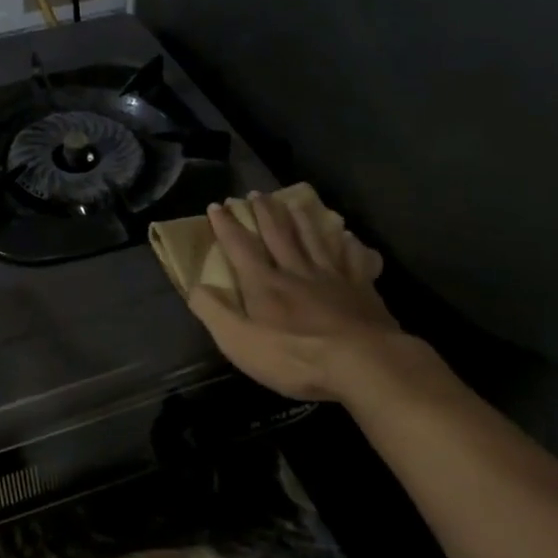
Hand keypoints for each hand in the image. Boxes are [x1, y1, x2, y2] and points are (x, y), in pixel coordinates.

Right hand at [187, 193, 432, 405]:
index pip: (240, 247)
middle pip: (279, 234)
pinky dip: (350, 246)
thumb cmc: (295, 357)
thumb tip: (195, 286)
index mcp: (264, 283)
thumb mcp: (240, 342)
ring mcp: (332, 277)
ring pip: (315, 240)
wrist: (362, 363)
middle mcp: (296, 271)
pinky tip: (349, 237)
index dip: (226, 225)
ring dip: (302, 220)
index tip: (217, 206)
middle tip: (256, 193)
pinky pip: (354, 260)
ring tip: (295, 203)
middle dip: (264, 213)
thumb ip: (214, 312)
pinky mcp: (362, 290)